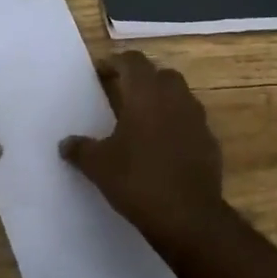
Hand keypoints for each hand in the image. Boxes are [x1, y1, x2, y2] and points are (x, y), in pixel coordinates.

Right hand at [59, 51, 223, 242]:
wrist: (189, 216)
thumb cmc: (138, 180)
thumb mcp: (99, 166)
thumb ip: (81, 149)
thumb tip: (65, 144)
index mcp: (146, 94)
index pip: (133, 61)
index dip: (116, 62)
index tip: (102, 72)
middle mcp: (175, 98)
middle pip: (160, 74)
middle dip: (142, 79)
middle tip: (123, 94)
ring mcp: (197, 119)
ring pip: (179, 96)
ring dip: (162, 101)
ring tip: (142, 121)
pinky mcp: (210, 142)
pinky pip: (190, 122)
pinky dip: (177, 125)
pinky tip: (163, 146)